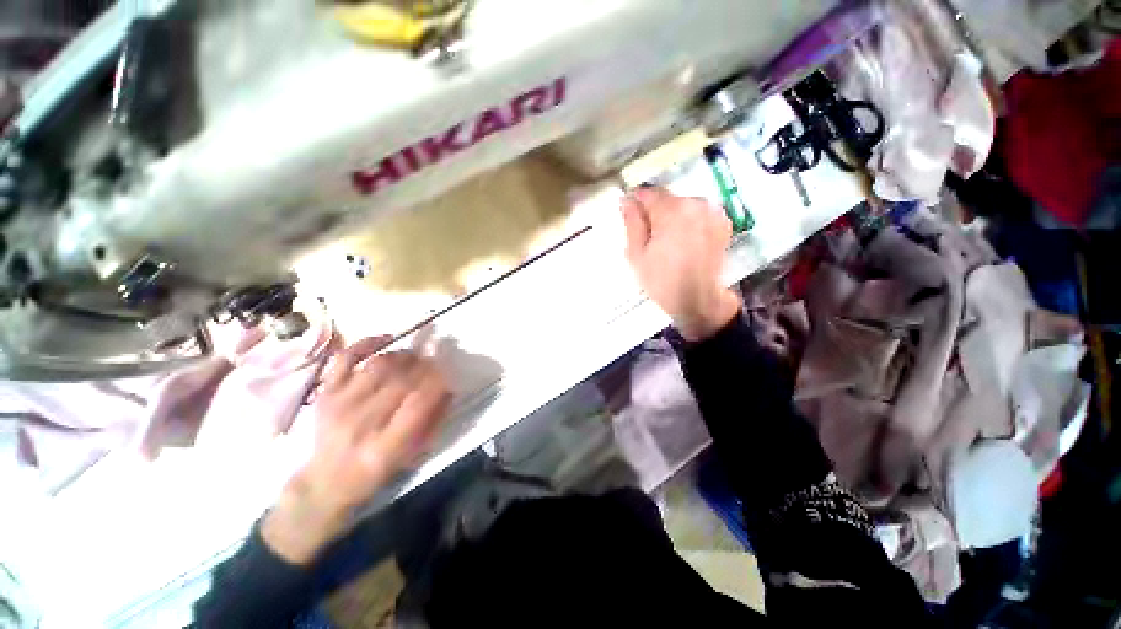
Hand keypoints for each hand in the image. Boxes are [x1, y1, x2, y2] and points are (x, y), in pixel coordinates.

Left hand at [263, 337, 450, 563]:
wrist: (325, 481)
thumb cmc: (376, 471)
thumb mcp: (412, 456)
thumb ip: (433, 421)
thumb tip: (449, 388)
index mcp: (385, 447)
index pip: (418, 403)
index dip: (437, 382)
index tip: (447, 374)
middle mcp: (360, 423)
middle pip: (400, 380)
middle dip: (425, 366)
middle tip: (435, 362)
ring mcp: (339, 405)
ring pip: (378, 365)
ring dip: (403, 355)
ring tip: (414, 357)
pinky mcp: (325, 393)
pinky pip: (344, 358)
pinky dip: (366, 343)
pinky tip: (387, 339)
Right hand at [622, 187, 741, 340]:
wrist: (697, 300)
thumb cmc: (661, 279)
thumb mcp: (637, 253)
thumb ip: (632, 223)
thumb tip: (627, 201)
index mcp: (671, 210)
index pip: (648, 193)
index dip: (636, 201)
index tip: (630, 214)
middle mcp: (695, 204)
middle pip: (667, 198)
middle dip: (655, 211)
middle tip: (648, 235)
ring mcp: (712, 212)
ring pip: (683, 205)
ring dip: (673, 216)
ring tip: (667, 241)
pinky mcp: (723, 223)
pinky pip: (699, 213)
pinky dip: (689, 221)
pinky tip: (685, 240)